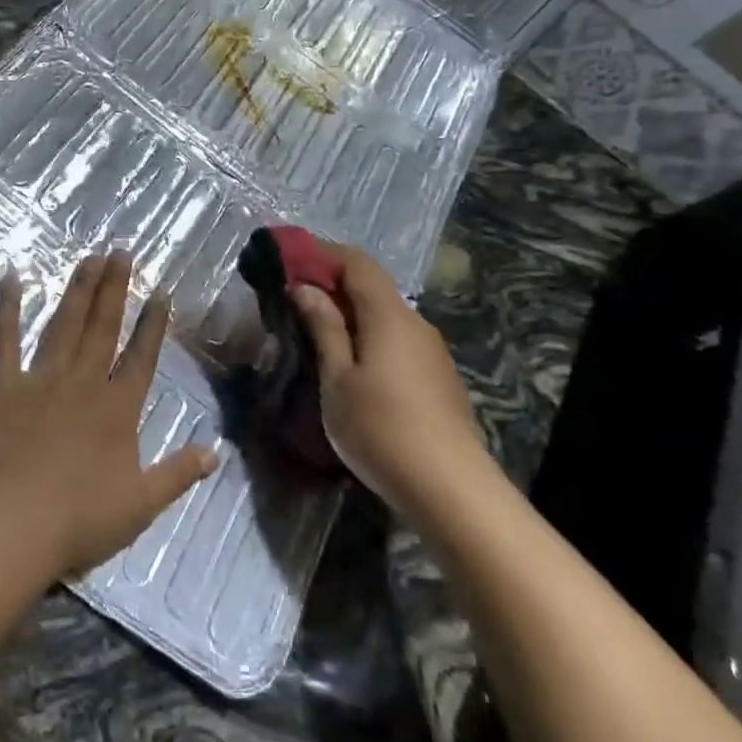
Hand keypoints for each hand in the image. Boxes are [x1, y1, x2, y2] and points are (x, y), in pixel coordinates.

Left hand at [0, 252, 218, 577]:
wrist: (9, 526)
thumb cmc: (77, 521)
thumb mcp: (140, 505)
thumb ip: (177, 474)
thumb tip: (215, 453)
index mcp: (117, 409)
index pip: (141, 358)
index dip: (152, 325)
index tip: (160, 293)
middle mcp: (83, 383)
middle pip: (102, 328)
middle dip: (114, 288)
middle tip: (120, 251)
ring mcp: (40, 379)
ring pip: (64, 324)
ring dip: (78, 290)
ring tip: (89, 257)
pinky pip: (3, 339)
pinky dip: (7, 308)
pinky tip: (11, 278)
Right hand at [290, 243, 485, 508]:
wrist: (450, 488)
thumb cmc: (380, 428)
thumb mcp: (338, 379)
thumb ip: (324, 328)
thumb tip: (306, 288)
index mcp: (388, 315)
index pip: (357, 262)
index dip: (324, 253)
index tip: (292, 260)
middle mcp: (415, 323)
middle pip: (373, 287)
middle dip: (334, 285)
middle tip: (295, 300)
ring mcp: (431, 351)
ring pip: (386, 316)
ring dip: (351, 314)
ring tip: (318, 335)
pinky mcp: (438, 376)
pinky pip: (398, 340)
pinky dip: (370, 337)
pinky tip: (353, 366)